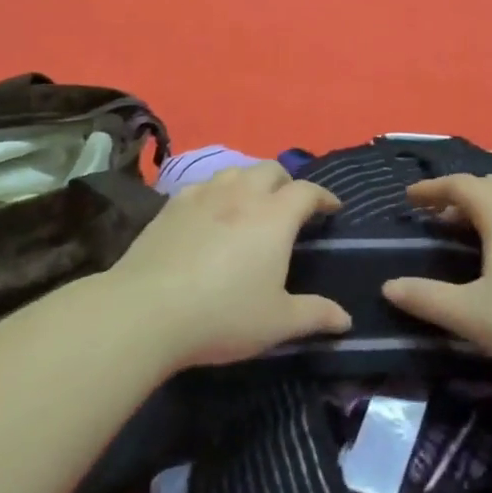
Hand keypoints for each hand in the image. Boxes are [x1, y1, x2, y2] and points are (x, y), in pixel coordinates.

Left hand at [105, 161, 350, 367]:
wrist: (146, 311)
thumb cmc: (222, 315)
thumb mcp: (277, 322)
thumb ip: (315, 316)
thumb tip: (346, 320)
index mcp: (274, 217)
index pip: (307, 191)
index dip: (324, 196)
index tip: (332, 208)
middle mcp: (240, 195)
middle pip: (270, 169)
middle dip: (286, 182)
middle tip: (290, 206)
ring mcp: (202, 196)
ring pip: (234, 172)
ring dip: (250, 182)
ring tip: (251, 204)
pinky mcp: (171, 206)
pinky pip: (202, 186)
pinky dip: (217, 193)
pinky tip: (210, 214)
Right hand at [381, 174, 491, 387]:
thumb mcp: (472, 314)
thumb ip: (427, 299)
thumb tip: (389, 287)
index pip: (460, 185)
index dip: (431, 189)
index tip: (409, 197)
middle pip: (489, 186)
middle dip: (459, 196)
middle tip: (437, 217)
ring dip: (486, 209)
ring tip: (469, 234)